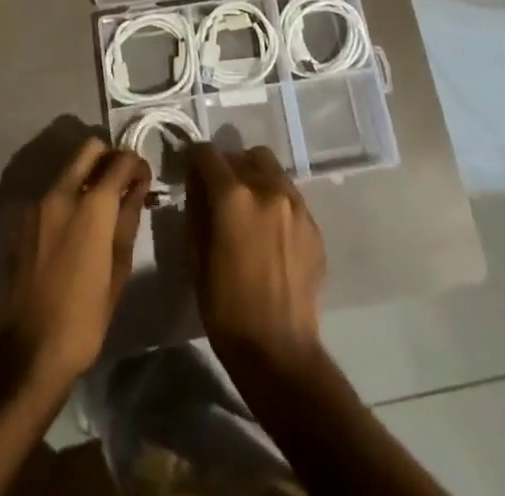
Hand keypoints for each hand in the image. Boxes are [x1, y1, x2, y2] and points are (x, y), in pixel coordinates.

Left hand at [0, 137, 149, 389]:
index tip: (143, 179)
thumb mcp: (118, 272)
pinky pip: (50, 192)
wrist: (27, 352)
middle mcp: (61, 192)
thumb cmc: (84, 319)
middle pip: (89, 148)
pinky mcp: (21, 219)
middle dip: (109, 157)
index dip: (137, 164)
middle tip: (121, 183)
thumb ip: (127, 221)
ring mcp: (36, 203)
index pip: (121, 160)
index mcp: (92, 205)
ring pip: (68, 168)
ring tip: (99, 207)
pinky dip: (67, 195)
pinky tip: (73, 227)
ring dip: (86, 175)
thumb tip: (137, 189)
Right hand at [185, 144, 325, 369]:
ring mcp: (296, 204)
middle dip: (227, 167)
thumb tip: (198, 184)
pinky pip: (289, 196)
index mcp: (233, 196)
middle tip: (219, 194)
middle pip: (243, 155)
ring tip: (248, 210)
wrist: (279, 350)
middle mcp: (267, 188)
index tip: (191, 176)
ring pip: (271, 169)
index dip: (195, 161)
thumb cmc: (226, 308)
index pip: (208, 153)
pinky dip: (275, 201)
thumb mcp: (195, 257)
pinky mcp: (313, 224)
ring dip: (254, 178)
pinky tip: (270, 234)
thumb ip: (196, 210)